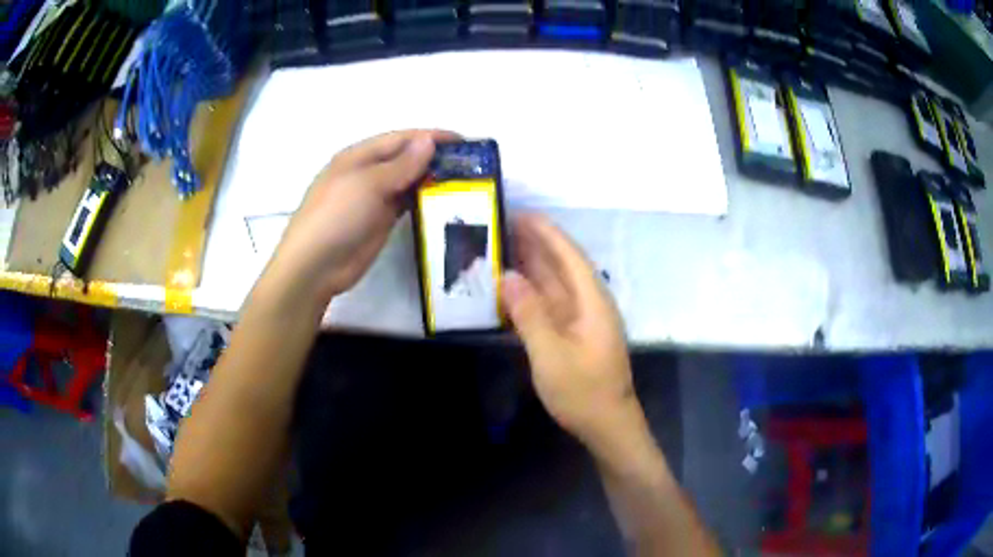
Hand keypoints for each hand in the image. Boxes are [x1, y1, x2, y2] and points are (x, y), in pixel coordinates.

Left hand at [269, 130, 456, 304]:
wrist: (315, 265)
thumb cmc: (337, 215)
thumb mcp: (368, 184)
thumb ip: (402, 164)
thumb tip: (429, 140)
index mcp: (360, 156)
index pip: (402, 139)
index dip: (432, 136)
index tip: (465, 141)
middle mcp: (368, 172)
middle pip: (406, 158)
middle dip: (436, 157)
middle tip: (472, 164)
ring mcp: (374, 197)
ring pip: (408, 180)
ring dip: (432, 178)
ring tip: (466, 181)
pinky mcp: (381, 220)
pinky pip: (406, 203)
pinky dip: (424, 199)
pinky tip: (445, 201)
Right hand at [501, 215, 644, 451]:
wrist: (606, 424)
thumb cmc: (583, 391)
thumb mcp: (551, 354)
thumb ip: (530, 313)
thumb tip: (508, 276)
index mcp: (592, 300)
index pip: (568, 255)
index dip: (546, 232)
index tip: (520, 214)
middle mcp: (588, 303)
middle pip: (561, 265)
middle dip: (535, 243)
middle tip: (501, 226)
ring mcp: (580, 319)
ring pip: (554, 284)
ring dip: (531, 266)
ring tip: (501, 247)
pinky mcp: (572, 334)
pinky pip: (549, 304)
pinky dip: (530, 293)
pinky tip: (511, 288)